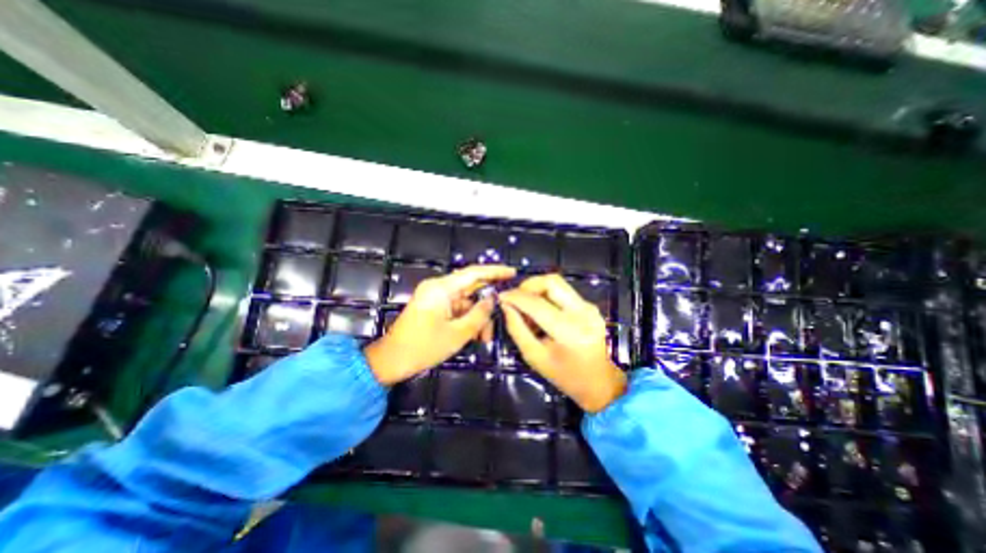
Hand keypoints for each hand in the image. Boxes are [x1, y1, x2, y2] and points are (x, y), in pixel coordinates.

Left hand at [361, 264, 515, 384]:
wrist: (391, 361)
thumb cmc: (423, 347)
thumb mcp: (458, 334)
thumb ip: (479, 314)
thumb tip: (493, 299)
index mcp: (441, 288)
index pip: (474, 273)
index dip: (495, 271)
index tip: (513, 273)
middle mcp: (438, 288)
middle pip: (471, 288)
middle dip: (487, 304)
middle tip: (503, 315)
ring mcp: (435, 297)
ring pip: (466, 301)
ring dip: (477, 317)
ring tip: (485, 338)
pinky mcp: (434, 307)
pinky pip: (457, 309)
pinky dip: (467, 320)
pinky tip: (475, 335)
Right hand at [502, 275, 623, 411]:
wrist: (602, 383)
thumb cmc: (566, 377)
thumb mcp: (535, 357)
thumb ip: (517, 329)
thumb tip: (506, 305)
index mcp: (568, 330)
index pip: (536, 303)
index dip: (514, 296)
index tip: (501, 296)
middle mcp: (582, 312)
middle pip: (551, 281)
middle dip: (528, 285)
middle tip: (516, 298)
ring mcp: (589, 307)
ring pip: (558, 283)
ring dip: (537, 290)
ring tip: (528, 309)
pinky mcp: (590, 306)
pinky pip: (564, 292)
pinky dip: (548, 296)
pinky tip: (542, 313)